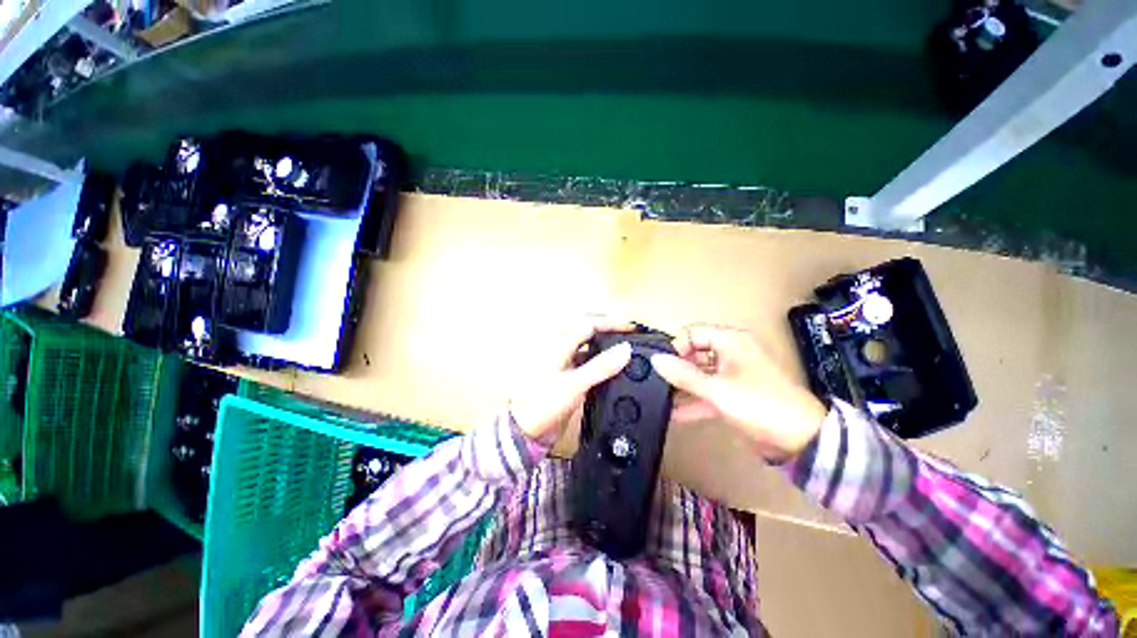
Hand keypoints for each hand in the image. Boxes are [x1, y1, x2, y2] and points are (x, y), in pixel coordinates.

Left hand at [509, 316, 633, 445]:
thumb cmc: (543, 405)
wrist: (529, 432)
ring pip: (588, 346)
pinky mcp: (569, 378)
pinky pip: (588, 362)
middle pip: (587, 330)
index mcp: (558, 345)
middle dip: (608, 327)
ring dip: (605, 344)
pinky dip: (601, 361)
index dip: (611, 323)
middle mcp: (561, 350)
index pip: (588, 324)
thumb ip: (600, 366)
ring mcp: (565, 364)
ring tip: (624, 346)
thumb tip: (625, 349)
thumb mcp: (574, 384)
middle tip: (628, 331)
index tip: (631, 328)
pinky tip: (613, 367)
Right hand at [650, 325, 826, 461]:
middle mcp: (729, 353)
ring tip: (661, 397)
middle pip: (694, 353)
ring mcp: (731, 374)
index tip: (661, 365)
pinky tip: (674, 413)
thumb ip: (683, 375)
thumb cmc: (759, 404)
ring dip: (682, 386)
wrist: (800, 439)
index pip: (691, 333)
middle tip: (657, 382)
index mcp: (729, 341)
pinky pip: (707, 392)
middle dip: (675, 368)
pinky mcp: (733, 394)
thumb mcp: (716, 389)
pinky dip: (693, 401)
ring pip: (699, 374)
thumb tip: (655, 360)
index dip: (674, 346)